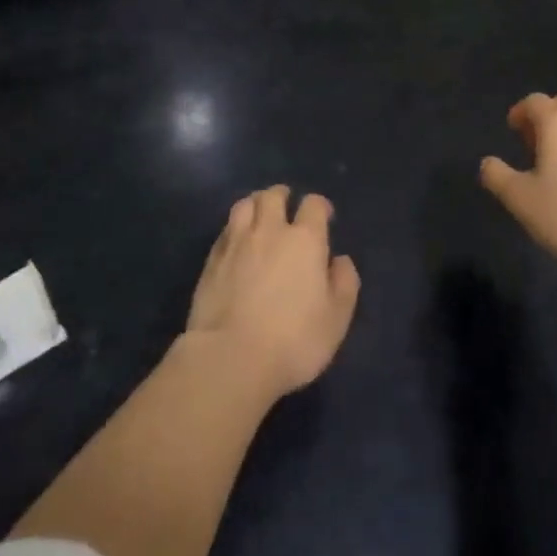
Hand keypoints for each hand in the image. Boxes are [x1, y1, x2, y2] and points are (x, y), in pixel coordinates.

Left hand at [185, 184, 360, 400]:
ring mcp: (237, 243)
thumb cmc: (293, 340)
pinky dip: (234, 229)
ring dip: (255, 204)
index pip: (313, 204)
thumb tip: (340, 260)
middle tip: (287, 207)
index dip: (319, 206)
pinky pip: (225, 231)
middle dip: (282, 196)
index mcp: (305, 240)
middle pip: (273, 196)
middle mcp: (270, 231)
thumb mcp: (336, 319)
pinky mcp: (212, 261)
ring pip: (244, 205)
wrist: (230, 358)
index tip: (324, 216)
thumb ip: (344, 284)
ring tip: (259, 215)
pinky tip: (236, 242)